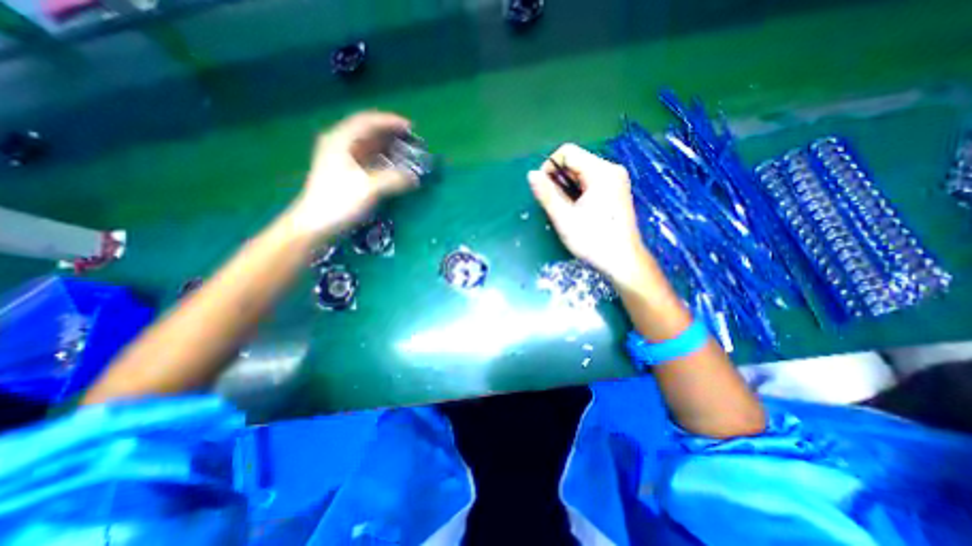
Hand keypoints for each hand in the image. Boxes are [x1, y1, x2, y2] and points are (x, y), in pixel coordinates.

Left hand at [291, 111, 421, 237]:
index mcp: (340, 140)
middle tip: (411, 141)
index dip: (390, 121)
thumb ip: (394, 180)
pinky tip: (393, 167)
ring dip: (387, 147)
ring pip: (367, 146)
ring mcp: (341, 159)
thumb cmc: (339, 202)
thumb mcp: (369, 188)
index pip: (367, 121)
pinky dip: (382, 160)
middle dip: (390, 134)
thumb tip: (415, 178)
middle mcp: (339, 144)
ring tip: (406, 152)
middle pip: (368, 132)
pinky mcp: (344, 173)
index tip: (410, 127)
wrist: (315, 224)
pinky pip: (367, 159)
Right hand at [531, 141, 668, 293]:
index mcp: (600, 172)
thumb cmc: (593, 241)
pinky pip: (590, 182)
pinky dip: (578, 192)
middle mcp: (611, 170)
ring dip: (567, 187)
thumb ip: (546, 194)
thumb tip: (531, 174)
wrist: (623, 261)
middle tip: (556, 205)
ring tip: (567, 210)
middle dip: (559, 180)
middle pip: (575, 162)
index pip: (567, 152)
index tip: (545, 190)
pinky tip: (578, 210)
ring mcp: (615, 180)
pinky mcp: (616, 190)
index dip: (550, 167)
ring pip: (581, 173)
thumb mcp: (564, 218)